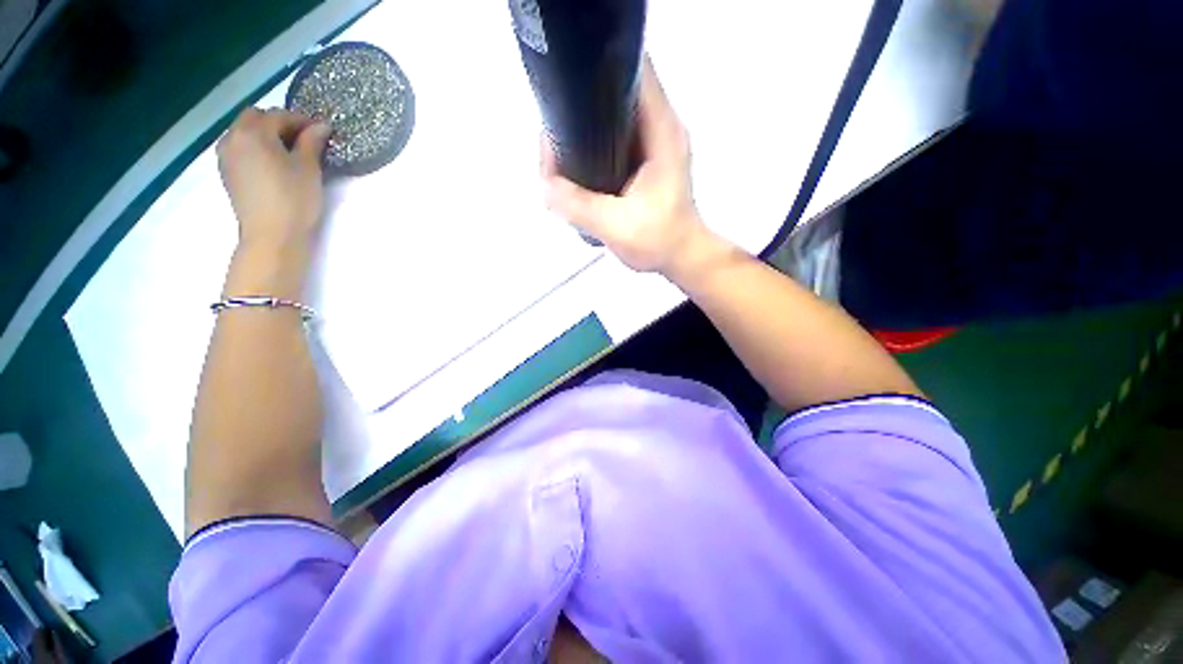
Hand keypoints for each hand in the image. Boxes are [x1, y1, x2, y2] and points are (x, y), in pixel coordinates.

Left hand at [217, 108, 330, 250]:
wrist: (272, 235)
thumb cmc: (294, 199)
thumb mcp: (309, 169)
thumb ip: (311, 142)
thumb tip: (320, 126)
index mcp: (254, 132)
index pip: (279, 115)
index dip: (302, 120)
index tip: (321, 131)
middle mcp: (233, 137)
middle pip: (255, 118)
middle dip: (278, 123)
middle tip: (303, 139)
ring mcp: (226, 156)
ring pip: (244, 132)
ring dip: (264, 134)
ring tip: (287, 151)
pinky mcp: (226, 172)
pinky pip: (239, 148)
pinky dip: (255, 148)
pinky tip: (271, 163)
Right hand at [542, 57, 709, 274]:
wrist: (681, 257)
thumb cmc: (659, 241)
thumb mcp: (615, 225)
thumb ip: (578, 205)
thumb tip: (544, 186)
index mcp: (661, 131)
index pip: (632, 70)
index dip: (596, 71)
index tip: (565, 96)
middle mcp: (660, 128)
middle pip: (614, 93)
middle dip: (580, 108)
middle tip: (553, 138)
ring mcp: (654, 143)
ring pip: (612, 118)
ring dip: (585, 130)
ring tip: (561, 155)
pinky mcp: (647, 161)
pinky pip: (614, 139)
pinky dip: (594, 147)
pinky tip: (579, 168)